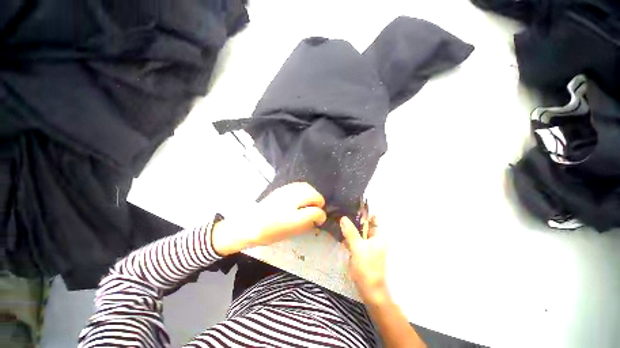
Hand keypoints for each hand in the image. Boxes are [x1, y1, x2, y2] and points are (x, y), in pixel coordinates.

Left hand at [212, 182, 326, 255]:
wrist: (248, 224)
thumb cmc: (270, 232)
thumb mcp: (291, 231)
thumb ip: (307, 222)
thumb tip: (319, 216)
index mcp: (293, 213)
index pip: (315, 210)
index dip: (321, 215)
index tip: (320, 220)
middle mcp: (291, 199)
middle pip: (312, 194)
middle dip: (318, 201)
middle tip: (318, 209)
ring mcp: (285, 191)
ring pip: (306, 187)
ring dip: (312, 194)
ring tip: (311, 202)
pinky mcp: (281, 189)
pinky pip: (298, 185)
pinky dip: (304, 190)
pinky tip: (302, 196)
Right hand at [340, 215, 388, 303]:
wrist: (370, 290)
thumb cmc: (367, 267)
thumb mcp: (357, 247)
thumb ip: (350, 232)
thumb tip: (343, 218)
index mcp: (378, 236)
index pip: (373, 218)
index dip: (364, 212)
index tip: (351, 206)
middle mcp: (374, 239)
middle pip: (364, 225)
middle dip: (354, 219)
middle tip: (341, 212)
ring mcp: (368, 246)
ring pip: (358, 233)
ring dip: (350, 228)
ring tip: (339, 221)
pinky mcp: (362, 252)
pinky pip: (355, 240)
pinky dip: (349, 237)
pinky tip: (341, 235)